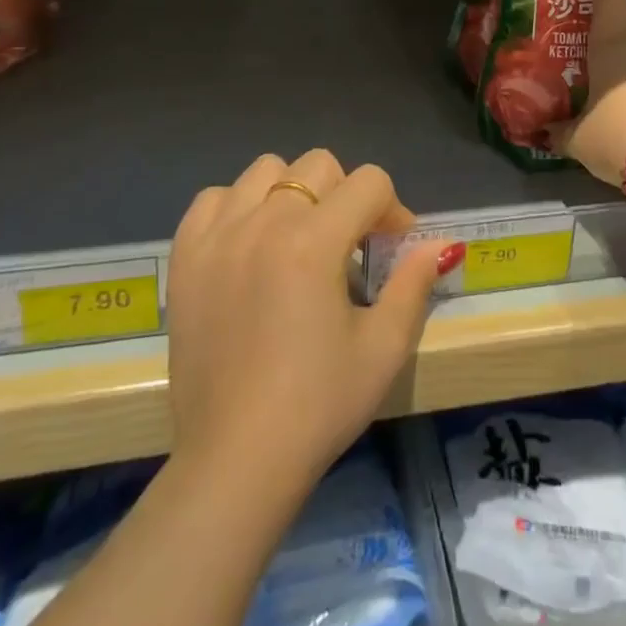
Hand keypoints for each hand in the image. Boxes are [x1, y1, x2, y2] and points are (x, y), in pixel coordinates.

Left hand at [166, 150, 451, 489]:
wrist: (236, 461)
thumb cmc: (318, 406)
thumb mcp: (384, 348)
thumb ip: (414, 283)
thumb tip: (440, 244)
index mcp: (315, 240)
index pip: (370, 182)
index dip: (392, 209)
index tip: (390, 249)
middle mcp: (264, 222)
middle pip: (318, 164)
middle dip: (345, 194)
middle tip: (347, 245)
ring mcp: (218, 235)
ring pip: (265, 170)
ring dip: (292, 193)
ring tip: (296, 239)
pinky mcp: (185, 256)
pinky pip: (212, 199)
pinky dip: (236, 208)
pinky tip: (248, 245)